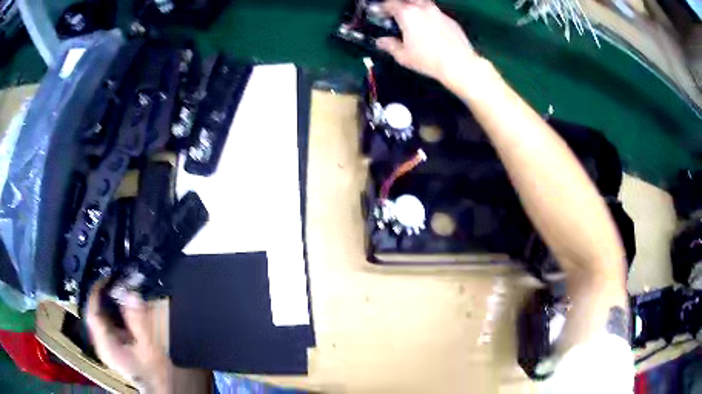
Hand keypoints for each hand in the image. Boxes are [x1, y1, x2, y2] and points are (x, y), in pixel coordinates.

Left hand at [87, 279, 172, 392]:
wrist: (156, 385)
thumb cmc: (152, 370)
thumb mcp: (148, 347)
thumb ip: (138, 322)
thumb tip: (132, 294)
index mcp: (105, 345)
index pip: (92, 314)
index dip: (95, 293)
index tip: (106, 277)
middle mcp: (100, 343)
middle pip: (93, 312)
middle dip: (101, 294)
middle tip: (114, 279)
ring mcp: (104, 343)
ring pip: (98, 315)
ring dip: (105, 300)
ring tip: (117, 286)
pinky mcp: (109, 343)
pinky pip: (104, 321)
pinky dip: (110, 309)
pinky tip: (119, 303)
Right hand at [376, 0, 479, 86]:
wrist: (459, 63)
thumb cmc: (429, 60)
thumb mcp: (403, 56)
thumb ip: (390, 45)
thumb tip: (382, 42)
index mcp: (407, 13)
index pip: (389, 4)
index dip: (382, 9)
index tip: (380, 14)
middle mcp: (423, 8)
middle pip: (408, 0)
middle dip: (400, 5)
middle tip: (396, 14)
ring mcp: (438, 13)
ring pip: (423, 4)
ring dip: (416, 9)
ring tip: (413, 22)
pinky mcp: (450, 20)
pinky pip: (436, 14)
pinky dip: (430, 18)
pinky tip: (430, 30)